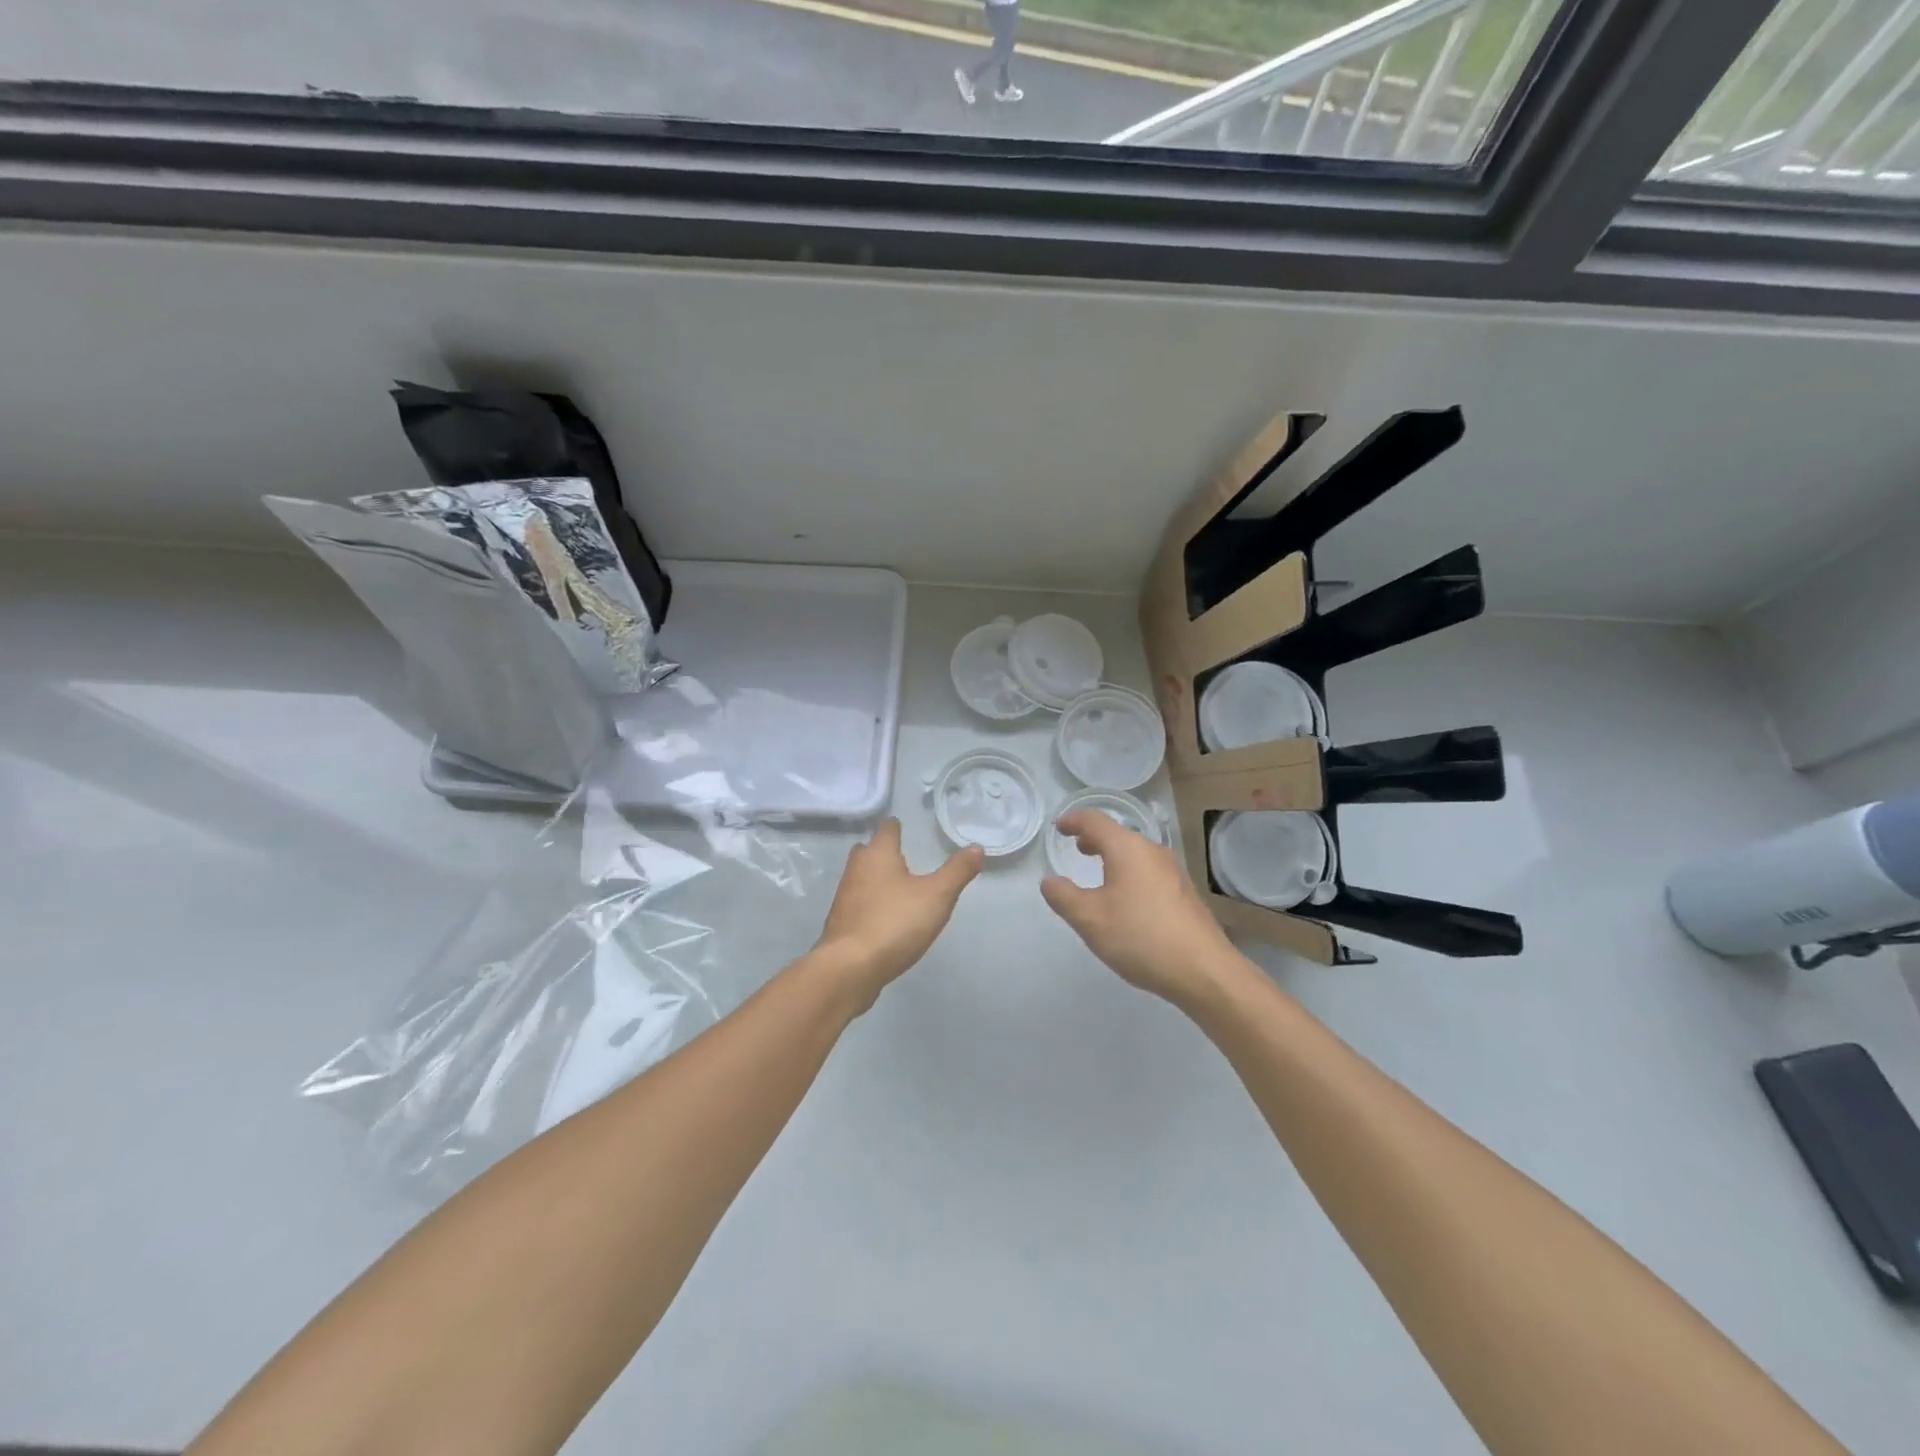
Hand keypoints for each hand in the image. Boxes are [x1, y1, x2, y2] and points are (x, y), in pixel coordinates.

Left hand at [812, 818, 983, 1010]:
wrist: (850, 967)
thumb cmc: (895, 922)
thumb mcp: (937, 896)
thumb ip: (957, 871)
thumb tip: (977, 848)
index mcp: (878, 855)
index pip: (886, 829)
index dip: (895, 827)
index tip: (903, 827)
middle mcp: (856, 869)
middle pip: (867, 851)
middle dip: (881, 851)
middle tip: (901, 857)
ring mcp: (844, 896)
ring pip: (860, 877)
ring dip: (875, 878)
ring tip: (896, 887)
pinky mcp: (840, 923)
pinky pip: (857, 903)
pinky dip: (869, 903)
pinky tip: (883, 917)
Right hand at [1041, 809, 1246, 1010]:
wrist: (1204, 970)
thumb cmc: (1140, 937)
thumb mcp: (1089, 919)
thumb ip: (1063, 897)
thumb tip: (1049, 881)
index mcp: (1127, 849)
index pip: (1094, 821)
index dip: (1073, 821)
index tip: (1059, 828)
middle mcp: (1152, 851)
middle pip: (1119, 834)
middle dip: (1095, 839)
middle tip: (1077, 847)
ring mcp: (1173, 872)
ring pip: (1136, 853)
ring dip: (1114, 857)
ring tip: (1100, 872)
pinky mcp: (1185, 893)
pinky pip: (1149, 871)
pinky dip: (1131, 873)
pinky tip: (1127, 899)